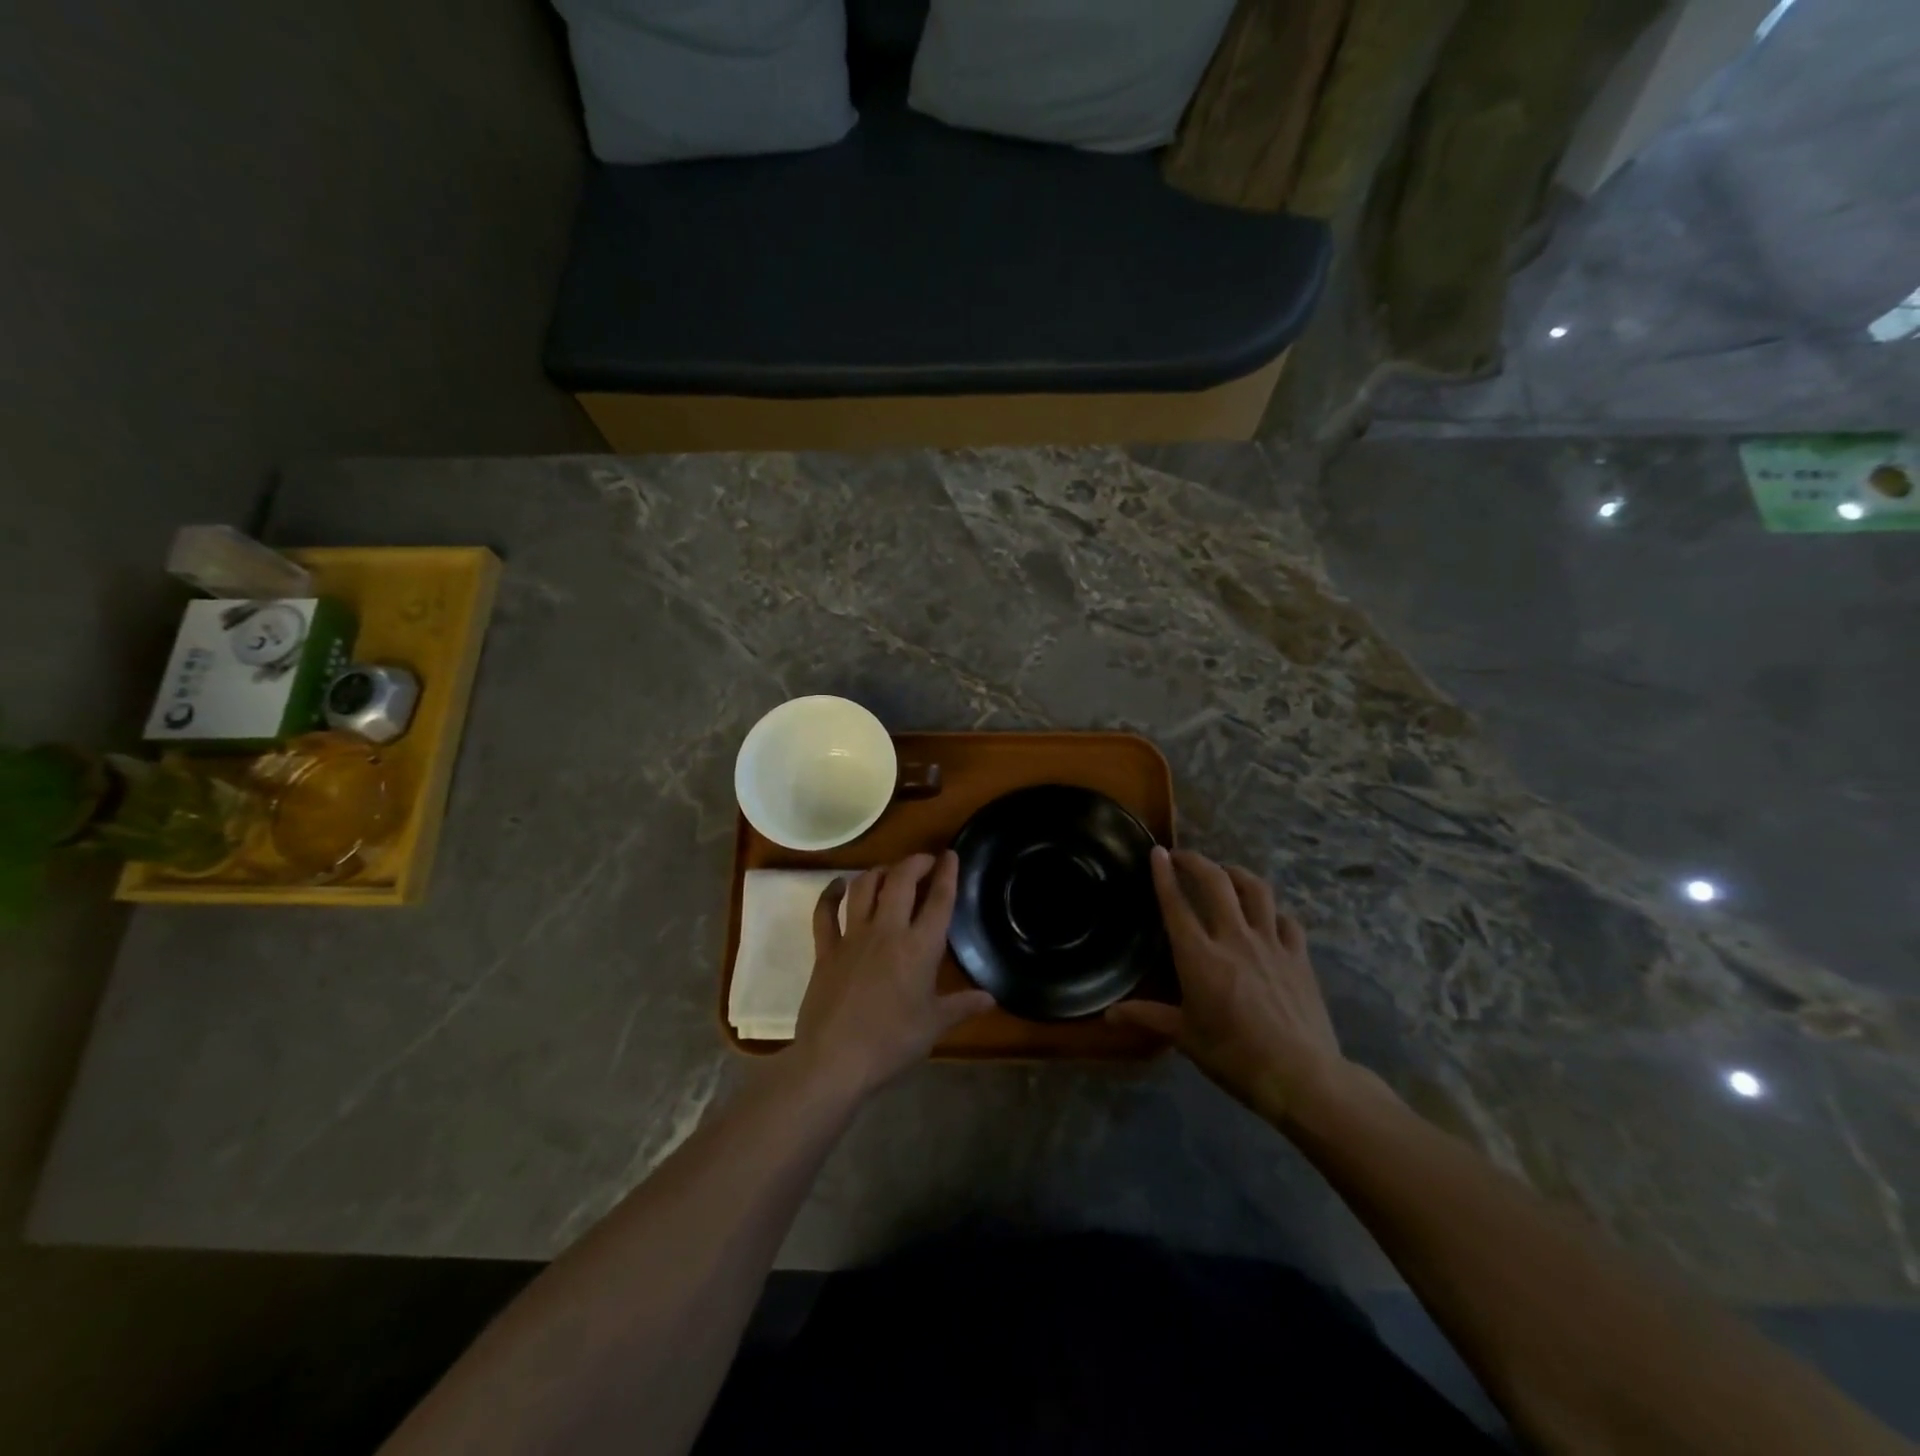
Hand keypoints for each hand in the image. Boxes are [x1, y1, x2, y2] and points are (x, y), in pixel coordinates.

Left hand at [789, 852, 994, 1096]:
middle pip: (901, 880)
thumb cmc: (891, 1043)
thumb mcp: (933, 1026)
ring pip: (864, 887)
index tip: (950, 855)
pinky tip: (838, 885)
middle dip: (915, 863)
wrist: (835, 1060)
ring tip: (889, 872)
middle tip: (925, 862)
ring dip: (879, 872)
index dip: (947, 873)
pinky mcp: (825, 949)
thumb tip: (991, 998)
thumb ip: (962, 1006)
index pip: (939, 900)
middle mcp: (887, 931)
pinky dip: (831, 894)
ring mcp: (853, 937)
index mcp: (919, 948)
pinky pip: (825, 912)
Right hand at [1110, 847, 1353, 1127]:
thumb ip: (1149, 1017)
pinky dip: (1272, 911)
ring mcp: (1271, 943)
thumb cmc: (1234, 1057)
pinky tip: (1267, 916)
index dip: (1164, 874)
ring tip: (1225, 873)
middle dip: (1197, 862)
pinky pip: (1286, 920)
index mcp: (1199, 957)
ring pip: (1255, 890)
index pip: (1176, 904)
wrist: (1301, 1076)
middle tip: (1183, 857)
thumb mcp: (1186, 1038)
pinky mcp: (1299, 956)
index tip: (1157, 852)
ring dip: (1236, 874)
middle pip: (1215, 883)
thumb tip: (1109, 1015)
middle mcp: (1233, 938)